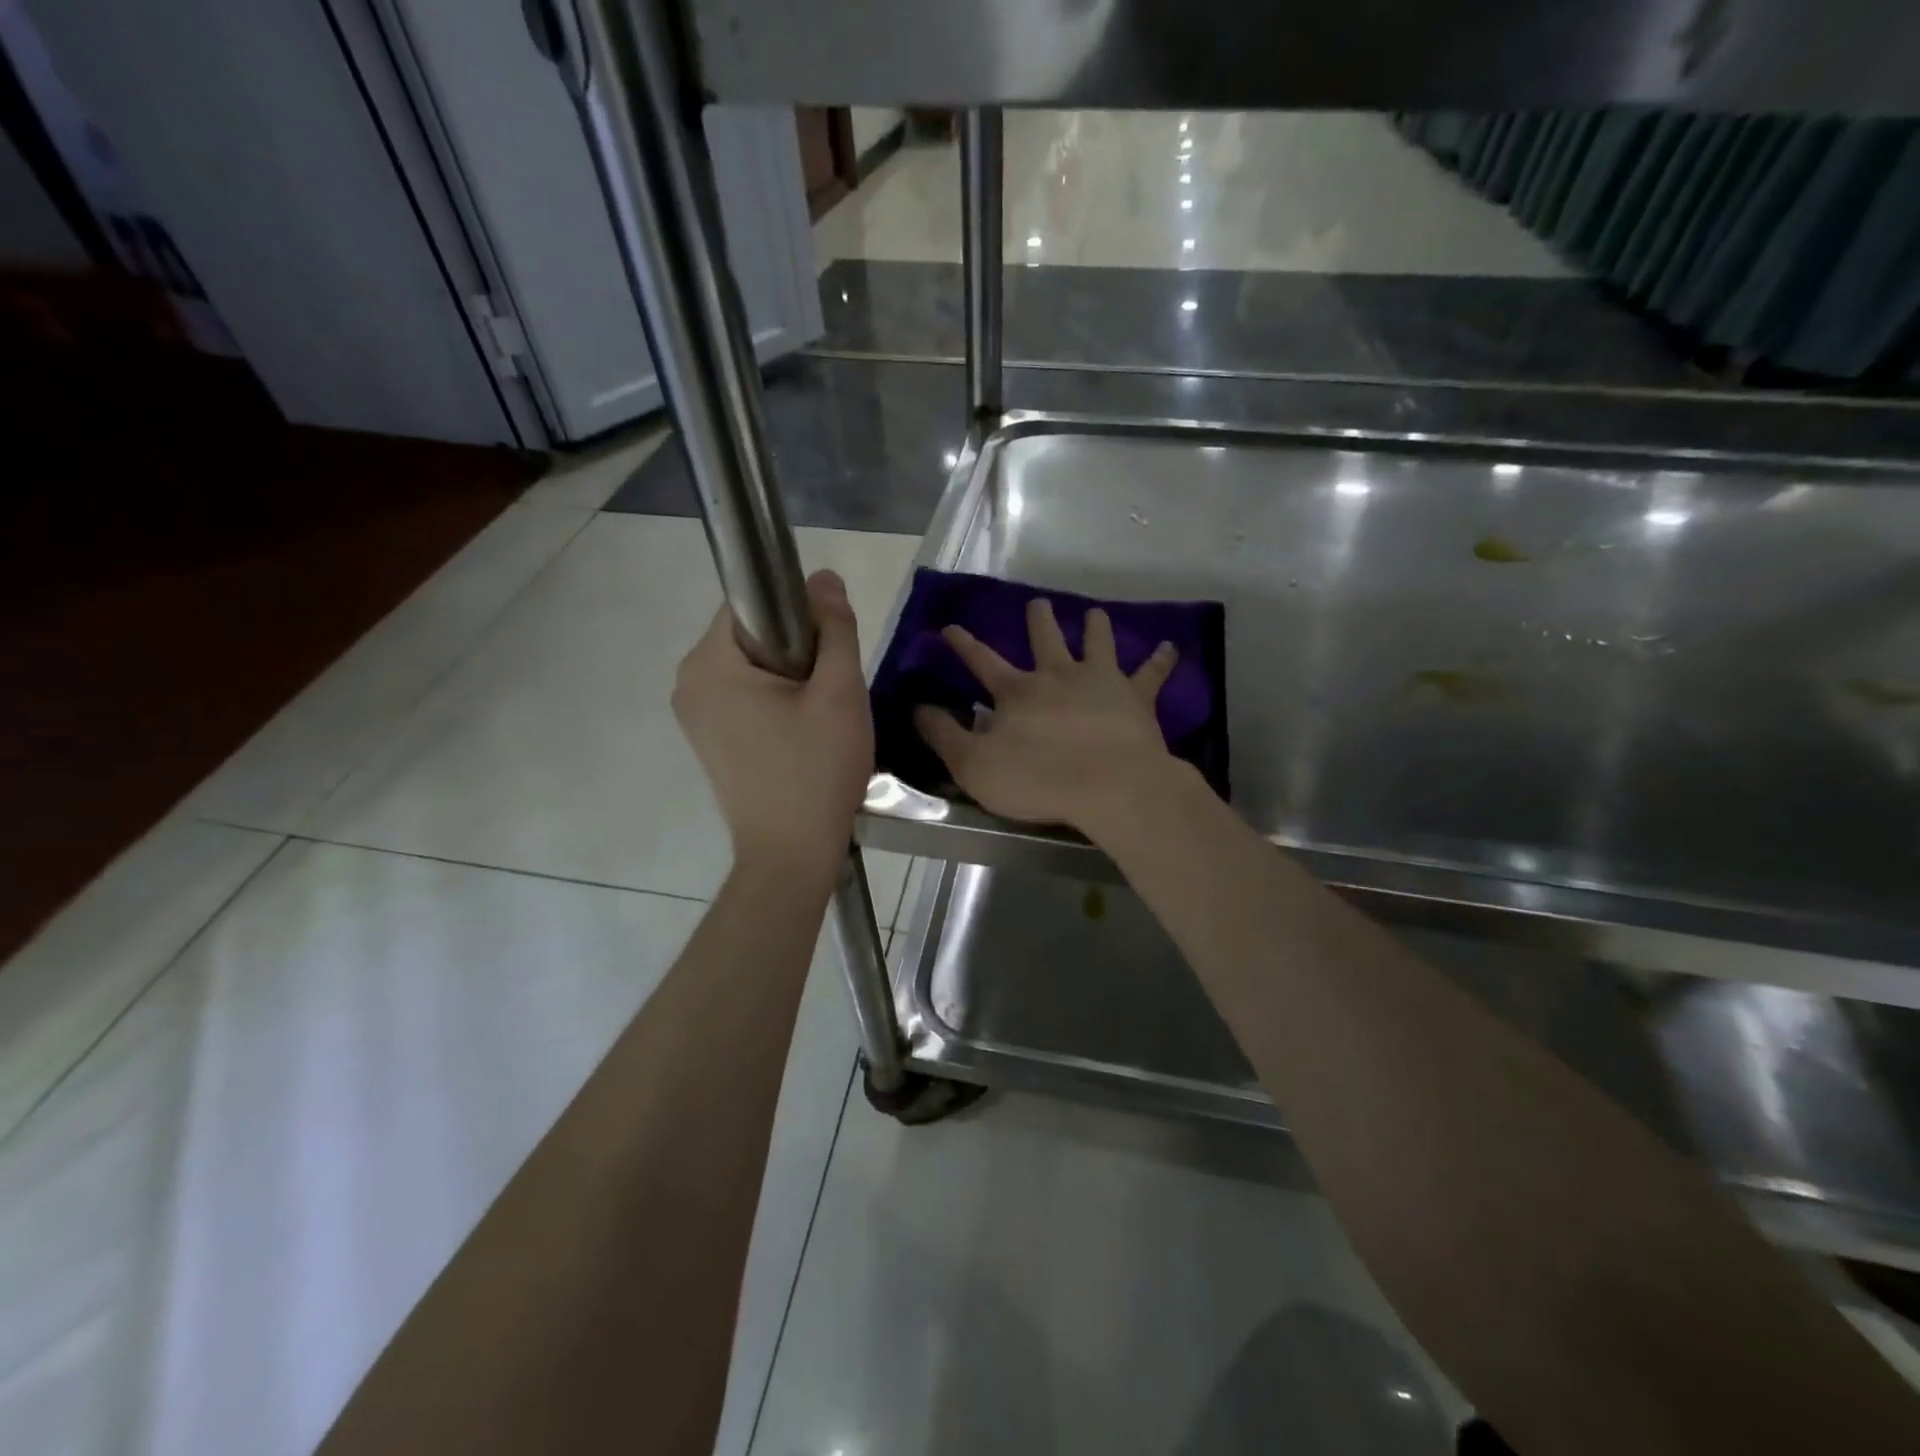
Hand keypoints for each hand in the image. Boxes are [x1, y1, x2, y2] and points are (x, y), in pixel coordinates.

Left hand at [674, 570, 871, 884]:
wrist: (792, 855)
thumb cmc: (816, 770)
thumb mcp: (839, 692)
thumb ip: (835, 628)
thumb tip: (824, 577)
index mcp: (708, 664)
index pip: (751, 603)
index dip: (797, 612)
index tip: (830, 648)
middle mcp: (689, 683)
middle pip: (751, 635)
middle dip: (798, 649)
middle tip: (832, 688)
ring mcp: (695, 715)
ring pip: (753, 667)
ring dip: (791, 677)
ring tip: (821, 715)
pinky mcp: (710, 741)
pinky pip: (746, 697)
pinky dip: (777, 701)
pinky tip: (803, 734)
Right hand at [914, 597, 1180, 835]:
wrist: (1108, 785)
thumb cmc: (1037, 779)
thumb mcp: (973, 765)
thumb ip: (944, 735)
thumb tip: (917, 708)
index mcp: (1017, 692)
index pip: (982, 661)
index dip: (964, 645)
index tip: (950, 627)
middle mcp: (1057, 675)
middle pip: (1045, 639)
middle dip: (1038, 620)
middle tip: (1037, 603)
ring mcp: (1100, 681)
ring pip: (1097, 642)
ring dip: (1094, 626)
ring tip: (1094, 613)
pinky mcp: (1136, 698)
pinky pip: (1151, 673)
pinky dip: (1161, 660)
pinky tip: (1172, 647)